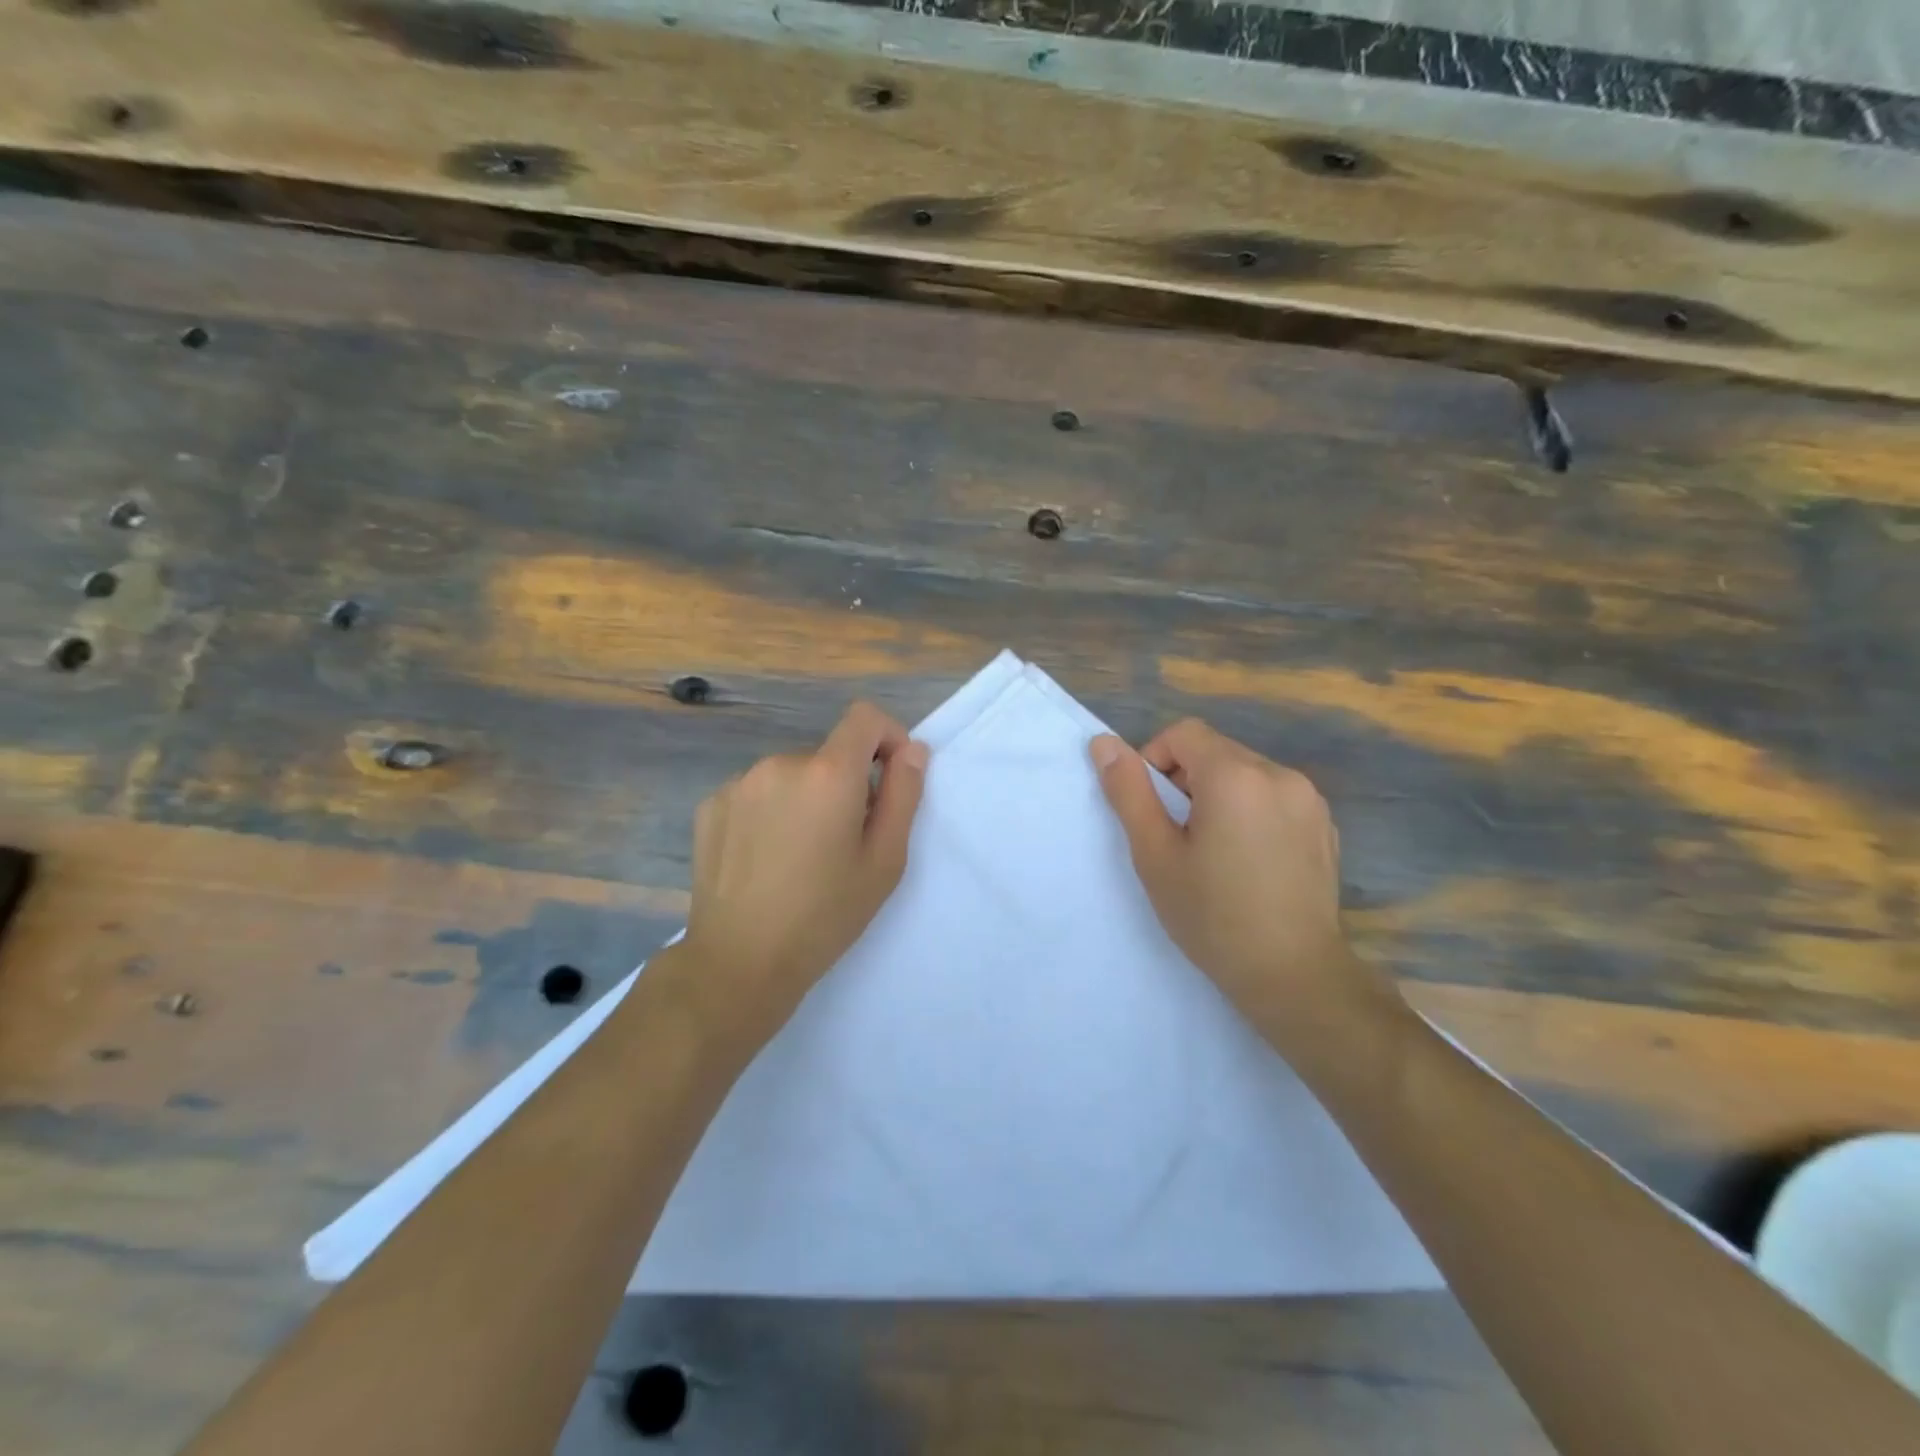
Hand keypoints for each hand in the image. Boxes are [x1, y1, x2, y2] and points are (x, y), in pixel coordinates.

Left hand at [680, 702, 928, 1041]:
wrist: (739, 962)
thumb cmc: (825, 915)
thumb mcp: (884, 860)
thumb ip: (904, 794)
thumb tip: (912, 750)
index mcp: (827, 773)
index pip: (864, 717)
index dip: (887, 737)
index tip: (891, 777)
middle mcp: (780, 763)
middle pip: (828, 755)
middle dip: (845, 784)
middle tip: (845, 841)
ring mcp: (738, 783)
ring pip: (791, 775)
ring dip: (806, 798)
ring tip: (801, 855)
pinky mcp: (710, 805)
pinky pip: (756, 793)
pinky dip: (770, 812)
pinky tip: (764, 859)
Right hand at [1090, 720, 1391, 1041]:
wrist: (1293, 975)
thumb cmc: (1212, 916)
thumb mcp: (1155, 854)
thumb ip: (1128, 792)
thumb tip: (1103, 743)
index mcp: (1235, 776)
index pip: (1184, 733)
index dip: (1155, 760)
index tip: (1152, 809)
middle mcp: (1279, 775)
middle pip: (1216, 752)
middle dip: (1187, 781)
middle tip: (1177, 837)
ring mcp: (1310, 800)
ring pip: (1246, 773)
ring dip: (1219, 795)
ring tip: (1213, 851)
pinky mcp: (1326, 826)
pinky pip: (1275, 797)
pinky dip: (1252, 811)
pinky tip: (1249, 862)